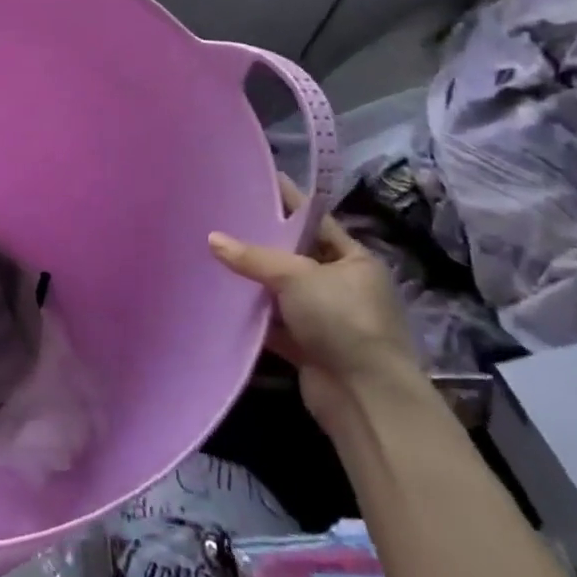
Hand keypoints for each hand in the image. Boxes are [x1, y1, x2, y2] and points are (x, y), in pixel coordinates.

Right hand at [209, 178, 420, 429]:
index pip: (316, 222)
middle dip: (262, 243)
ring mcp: (326, 318)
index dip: (289, 203)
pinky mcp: (308, 347)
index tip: (258, 181)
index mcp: (354, 260)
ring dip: (253, 282)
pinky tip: (221, 301)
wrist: (364, 395)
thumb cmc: (341, 320)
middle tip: (222, 219)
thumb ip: (253, 257)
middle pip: (295, 257)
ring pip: (281, 291)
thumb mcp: (297, 277)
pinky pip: (274, 323)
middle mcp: (342, 286)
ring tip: (212, 255)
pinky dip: (252, 316)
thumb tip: (212, 238)